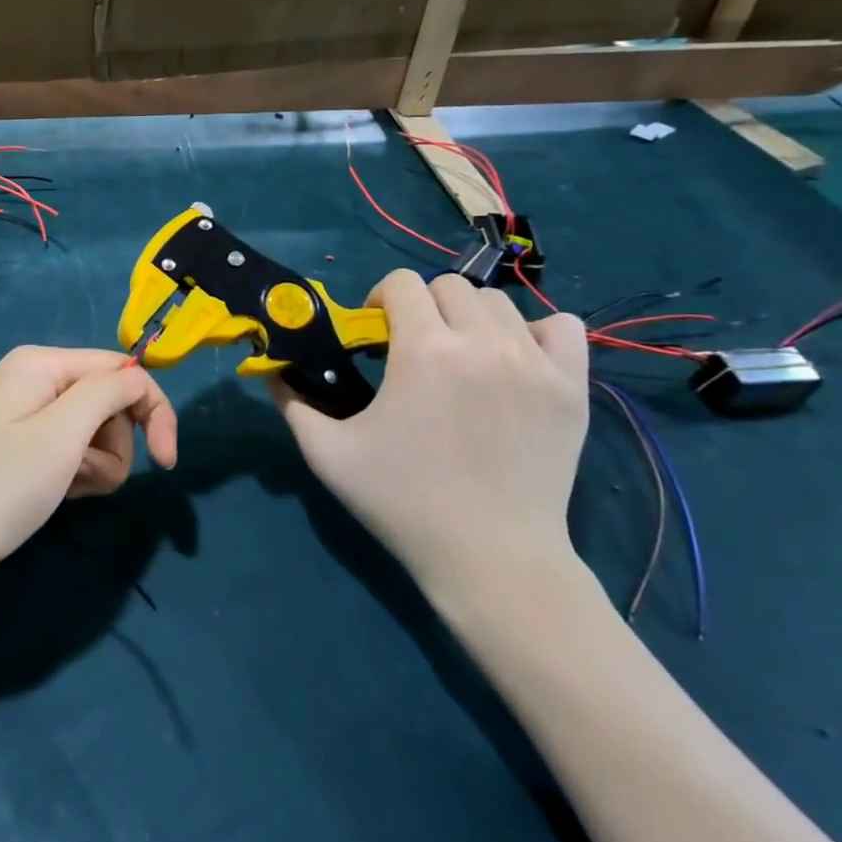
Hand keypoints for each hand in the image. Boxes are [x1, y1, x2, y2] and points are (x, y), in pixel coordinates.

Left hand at [0, 346, 177, 585]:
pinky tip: (53, 493)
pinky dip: (73, 472)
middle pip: (109, 401)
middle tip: (83, 477)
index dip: (153, 410)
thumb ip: (108, 393)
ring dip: (94, 464)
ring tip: (64, 488)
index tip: (167, 464)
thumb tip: (139, 376)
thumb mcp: (60, 436)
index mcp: (43, 362)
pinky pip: (69, 448)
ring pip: (94, 430)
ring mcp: (25, 411)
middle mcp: (35, 377)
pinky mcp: (20, 442)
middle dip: (113, 444)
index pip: (123, 369)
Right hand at [273, 270, 588, 606]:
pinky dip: (535, 333)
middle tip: (412, 347)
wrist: (490, 558)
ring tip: (460, 357)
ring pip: (498, 303)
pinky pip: (562, 327)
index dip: (379, 299)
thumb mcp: (327, 453)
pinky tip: (514, 360)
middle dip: (422, 306)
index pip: (401, 283)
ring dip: (469, 318)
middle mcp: (483, 343)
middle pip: (449, 285)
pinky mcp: (572, 388)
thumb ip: (292, 401)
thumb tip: (269, 369)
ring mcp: (536, 363)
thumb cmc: (401, 502)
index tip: (374, 333)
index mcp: (424, 351)